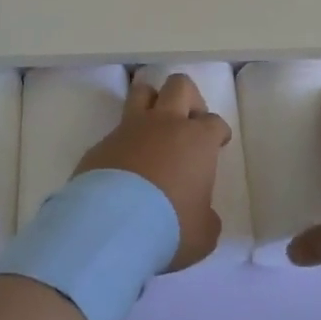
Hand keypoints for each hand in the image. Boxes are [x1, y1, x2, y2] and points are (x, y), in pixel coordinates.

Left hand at [76, 74, 228, 271]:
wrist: (111, 225)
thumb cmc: (169, 226)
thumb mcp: (202, 233)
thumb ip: (206, 218)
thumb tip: (201, 216)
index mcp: (196, 140)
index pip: (215, 122)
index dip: (218, 132)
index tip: (218, 143)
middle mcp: (164, 124)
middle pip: (179, 86)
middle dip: (189, 98)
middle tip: (189, 122)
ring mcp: (129, 129)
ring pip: (142, 91)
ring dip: (151, 102)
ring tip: (154, 127)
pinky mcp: (101, 143)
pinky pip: (116, 131)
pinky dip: (124, 141)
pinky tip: (123, 166)